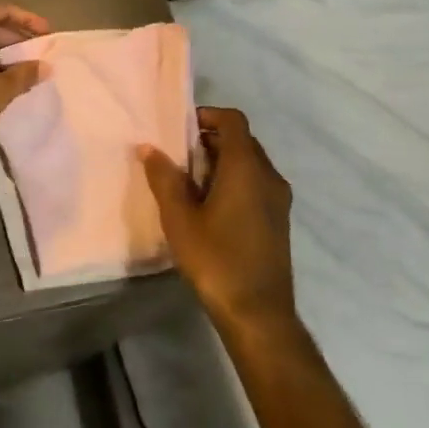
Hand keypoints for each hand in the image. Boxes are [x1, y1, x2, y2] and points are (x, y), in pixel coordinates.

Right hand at [141, 107, 295, 335]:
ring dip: (222, 162)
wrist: (257, 312)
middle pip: (243, 140)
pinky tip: (211, 207)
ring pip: (251, 163)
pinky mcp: (279, 219)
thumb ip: (164, 178)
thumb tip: (149, 148)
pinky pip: (257, 183)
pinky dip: (235, 180)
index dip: (208, 115)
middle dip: (211, 139)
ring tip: (190, 182)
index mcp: (246, 168)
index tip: (181, 128)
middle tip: (179, 156)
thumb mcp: (179, 218)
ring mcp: (279, 199)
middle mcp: (269, 176)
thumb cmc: (215, 260)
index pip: (233, 121)